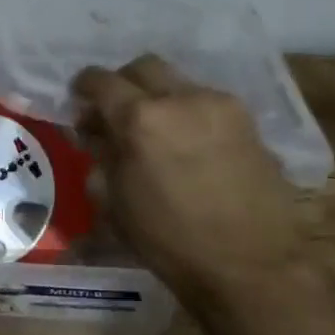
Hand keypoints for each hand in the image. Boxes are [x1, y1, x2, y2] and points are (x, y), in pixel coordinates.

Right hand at [73, 56, 305, 305]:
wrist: (253, 267)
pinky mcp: (246, 118)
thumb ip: (102, 156)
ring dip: (158, 96)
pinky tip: (188, 143)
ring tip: (156, 130)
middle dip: (124, 82)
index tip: (80, 98)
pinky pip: (205, 101)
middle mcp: (179, 98)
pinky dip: (188, 112)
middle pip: (142, 67)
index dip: (85, 86)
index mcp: (140, 119)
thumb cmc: (173, 243)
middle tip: (117, 110)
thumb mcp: (117, 204)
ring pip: (177, 81)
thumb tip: (94, 132)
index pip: (101, 81)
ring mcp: (217, 104)